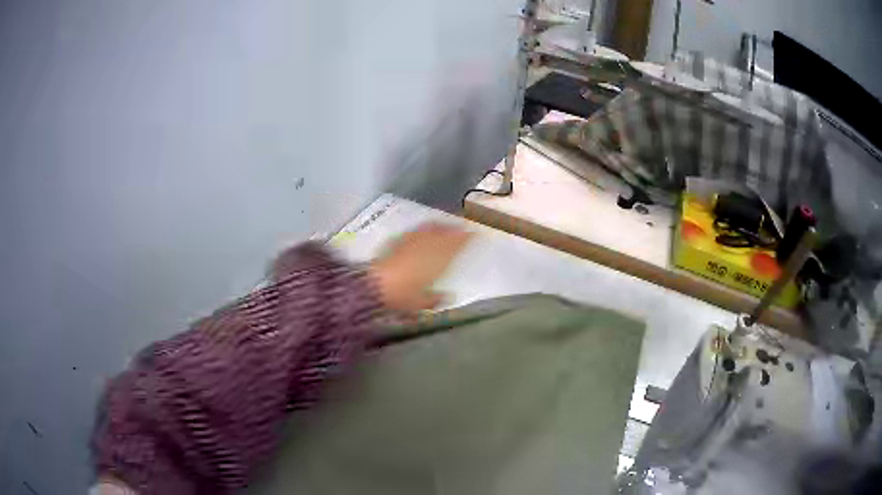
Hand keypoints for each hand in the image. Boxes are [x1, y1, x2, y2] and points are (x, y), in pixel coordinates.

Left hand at [369, 223, 472, 312]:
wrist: (377, 283)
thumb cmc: (403, 295)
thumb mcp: (422, 302)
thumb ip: (436, 298)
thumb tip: (449, 296)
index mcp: (441, 258)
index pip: (459, 242)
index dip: (468, 236)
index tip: (475, 232)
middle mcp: (431, 244)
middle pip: (448, 230)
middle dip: (457, 227)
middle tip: (464, 226)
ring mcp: (415, 239)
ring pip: (434, 227)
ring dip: (443, 225)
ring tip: (447, 226)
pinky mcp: (401, 239)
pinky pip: (420, 229)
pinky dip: (427, 228)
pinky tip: (426, 231)